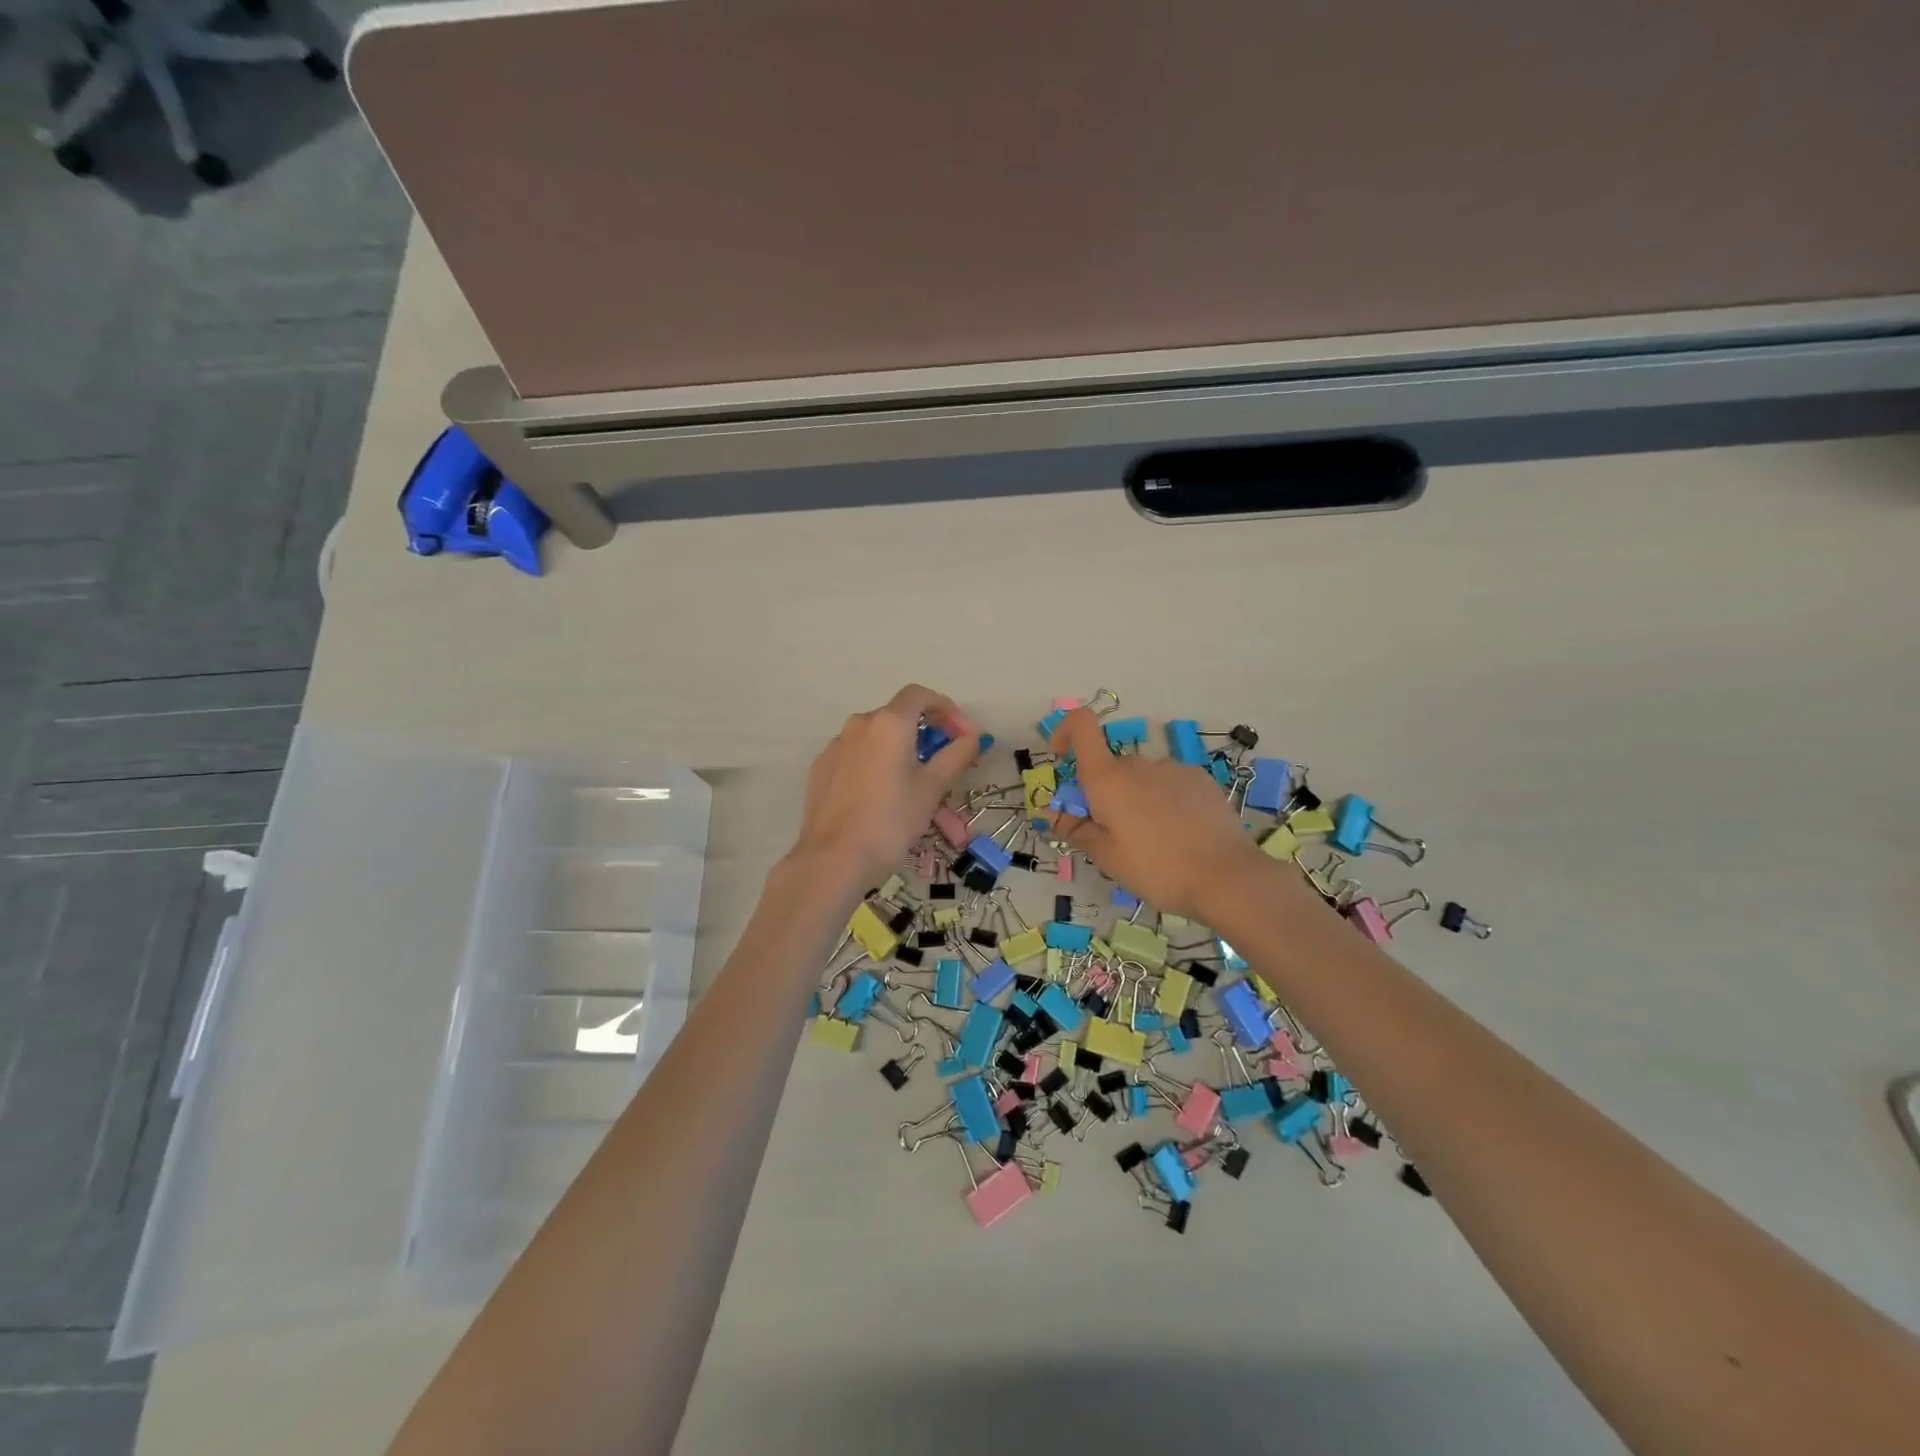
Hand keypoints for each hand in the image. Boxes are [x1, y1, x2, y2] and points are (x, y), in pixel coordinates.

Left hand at [790, 685, 980, 887]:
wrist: (835, 857)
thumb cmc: (892, 820)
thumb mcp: (932, 789)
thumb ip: (956, 756)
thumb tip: (972, 737)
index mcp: (890, 723)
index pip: (918, 695)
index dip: (942, 706)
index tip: (957, 729)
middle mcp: (859, 724)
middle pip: (896, 715)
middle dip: (921, 731)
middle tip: (939, 760)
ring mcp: (835, 745)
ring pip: (873, 736)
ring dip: (895, 747)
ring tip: (908, 781)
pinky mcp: (821, 767)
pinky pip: (854, 754)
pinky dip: (872, 762)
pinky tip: (877, 793)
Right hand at [1047, 707, 1265, 920]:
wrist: (1226, 877)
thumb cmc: (1156, 869)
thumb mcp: (1106, 857)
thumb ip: (1076, 829)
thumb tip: (1051, 814)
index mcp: (1108, 779)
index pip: (1081, 726)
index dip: (1065, 731)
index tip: (1061, 759)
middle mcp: (1138, 764)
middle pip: (1110, 767)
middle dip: (1104, 793)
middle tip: (1114, 835)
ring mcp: (1173, 768)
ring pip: (1141, 778)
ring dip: (1136, 799)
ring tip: (1154, 841)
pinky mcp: (1200, 779)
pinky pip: (1169, 783)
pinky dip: (1164, 801)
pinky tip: (1181, 833)